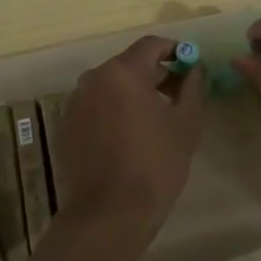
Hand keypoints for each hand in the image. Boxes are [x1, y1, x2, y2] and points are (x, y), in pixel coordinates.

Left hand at [54, 35, 205, 247]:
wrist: (108, 216)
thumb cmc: (155, 165)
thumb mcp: (186, 124)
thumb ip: (192, 87)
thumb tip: (195, 68)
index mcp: (122, 72)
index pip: (151, 45)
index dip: (175, 51)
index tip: (191, 66)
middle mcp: (93, 79)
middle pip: (129, 64)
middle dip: (155, 74)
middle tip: (177, 96)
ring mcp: (74, 103)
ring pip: (111, 86)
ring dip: (133, 93)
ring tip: (154, 120)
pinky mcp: (65, 127)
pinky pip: (95, 107)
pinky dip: (113, 112)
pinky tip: (128, 138)